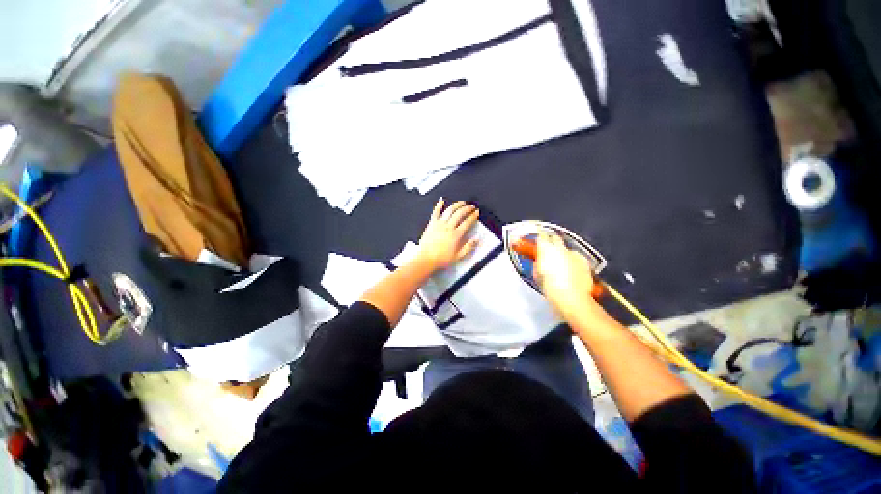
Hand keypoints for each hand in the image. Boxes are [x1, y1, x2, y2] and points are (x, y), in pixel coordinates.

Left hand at [417, 199, 479, 271]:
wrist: (426, 259)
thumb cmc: (441, 259)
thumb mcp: (458, 256)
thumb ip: (468, 247)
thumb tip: (476, 240)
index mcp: (456, 235)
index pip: (467, 222)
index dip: (473, 216)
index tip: (476, 213)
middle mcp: (448, 227)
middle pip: (460, 213)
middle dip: (467, 208)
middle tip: (471, 206)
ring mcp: (439, 224)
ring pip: (450, 210)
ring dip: (457, 205)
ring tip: (462, 202)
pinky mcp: (431, 224)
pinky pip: (435, 212)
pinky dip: (439, 205)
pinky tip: (441, 201)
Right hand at [534, 232, 598, 319]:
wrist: (572, 298)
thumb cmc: (549, 287)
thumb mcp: (537, 275)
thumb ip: (538, 264)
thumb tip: (539, 261)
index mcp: (546, 249)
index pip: (541, 237)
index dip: (539, 239)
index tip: (537, 243)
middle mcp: (561, 248)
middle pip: (555, 239)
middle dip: (552, 242)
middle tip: (548, 251)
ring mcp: (575, 254)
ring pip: (567, 249)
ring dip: (563, 254)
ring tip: (561, 264)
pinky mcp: (585, 262)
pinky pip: (577, 258)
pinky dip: (573, 262)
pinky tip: (572, 271)